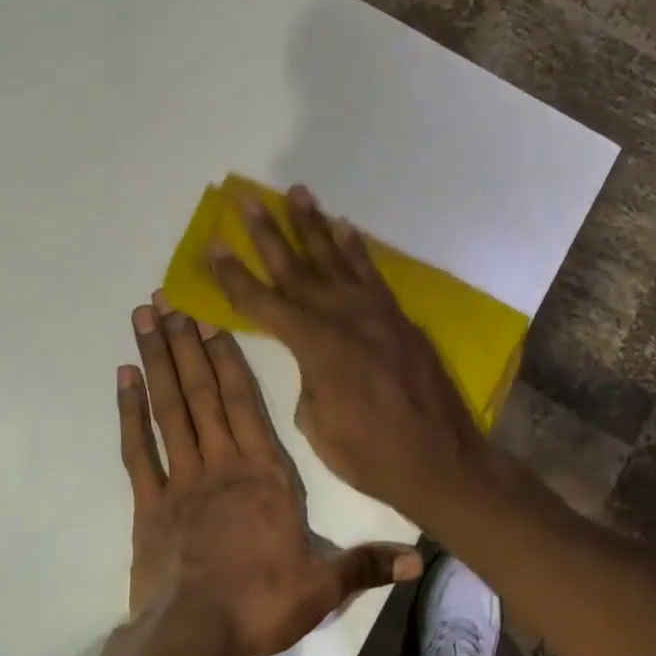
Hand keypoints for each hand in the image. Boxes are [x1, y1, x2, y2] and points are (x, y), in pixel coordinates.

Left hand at [119, 291, 421, 655]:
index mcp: (264, 473)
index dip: (228, 358)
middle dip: (186, 342)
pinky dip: (130, 412)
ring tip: (143, 319)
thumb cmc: (261, 604)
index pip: (245, 403)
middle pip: (202, 392)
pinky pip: (138, 449)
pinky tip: (123, 377)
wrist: (194, 638)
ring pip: (169, 408)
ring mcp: (181, 479)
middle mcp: (221, 463)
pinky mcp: (149, 503)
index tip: (212, 319)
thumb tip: (420, 560)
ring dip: (156, 360)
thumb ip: (367, 564)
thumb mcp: (323, 587)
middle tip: (166, 298)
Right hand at [208, 186, 494, 520]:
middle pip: (297, 268)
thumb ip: (308, 380)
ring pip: (336, 260)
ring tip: (298, 193)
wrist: (442, 462)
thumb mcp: (317, 425)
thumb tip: (315, 361)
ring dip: (313, 226)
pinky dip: (357, 250)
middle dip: (269, 233)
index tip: (213, 246)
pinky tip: (345, 228)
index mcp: (317, 347)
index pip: (263, 303)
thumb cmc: (371, 455)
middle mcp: (344, 318)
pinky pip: (372, 275)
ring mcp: (376, 314)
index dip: (234, 276)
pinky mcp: (399, 318)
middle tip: (249, 199)